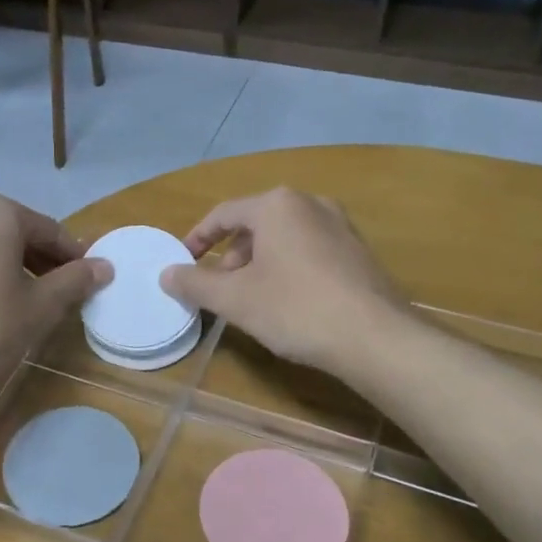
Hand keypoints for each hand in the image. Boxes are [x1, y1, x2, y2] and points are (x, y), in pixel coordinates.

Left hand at [0, 194, 111, 402]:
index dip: (75, 258)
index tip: (91, 282)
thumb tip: (105, 266)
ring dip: (19, 269)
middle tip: (65, 296)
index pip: (51, 231)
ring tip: (34, 304)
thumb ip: (75, 280)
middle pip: (21, 235)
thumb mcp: (40, 306)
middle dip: (47, 263)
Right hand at [159, 188, 405, 377]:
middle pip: (256, 223)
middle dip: (231, 254)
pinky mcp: (359, 252)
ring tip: (252, 297)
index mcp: (277, 205)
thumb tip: (166, 274)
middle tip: (220, 287)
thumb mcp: (235, 299)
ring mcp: (341, 226)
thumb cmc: (295, 309)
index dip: (198, 238)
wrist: (375, 337)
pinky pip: (310, 250)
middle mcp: (310, 204)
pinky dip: (288, 267)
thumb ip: (195, 283)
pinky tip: (289, 302)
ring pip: (285, 237)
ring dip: (259, 262)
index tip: (183, 262)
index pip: (224, 213)